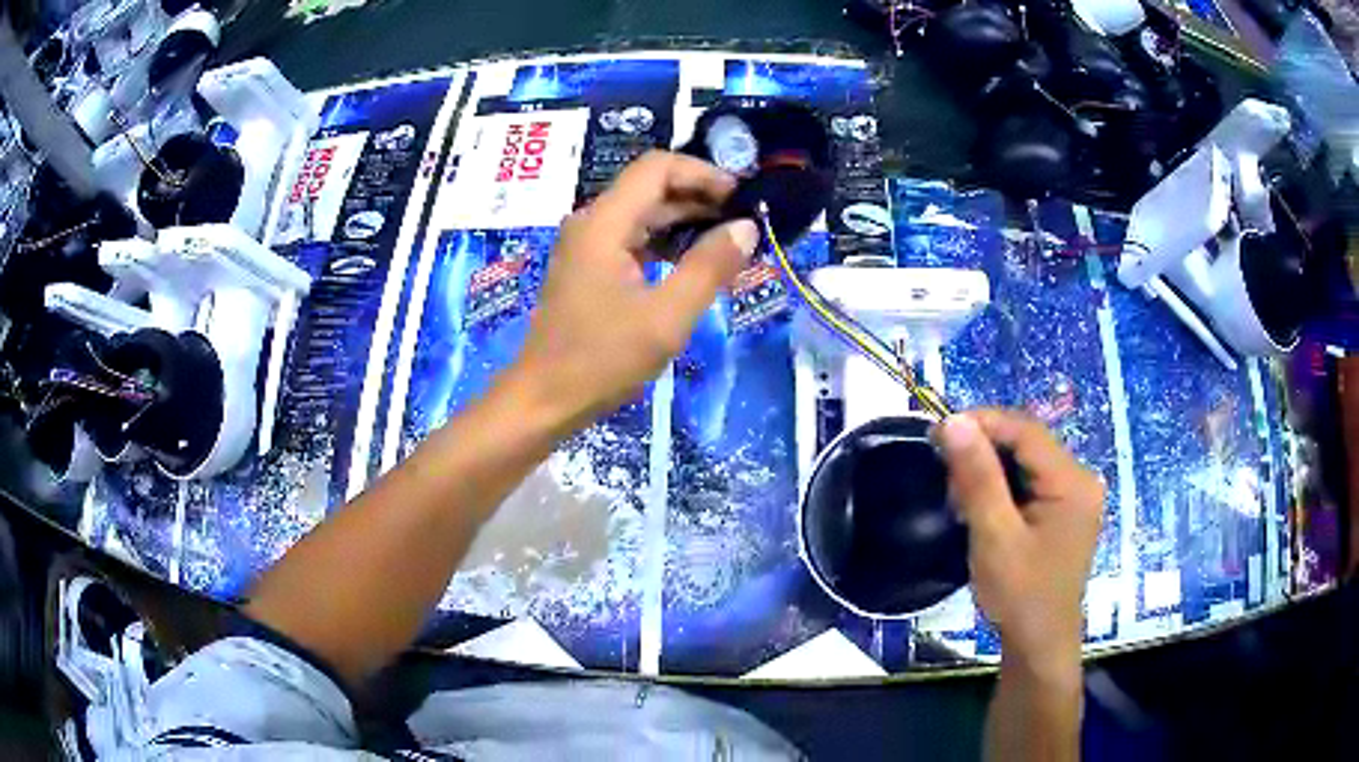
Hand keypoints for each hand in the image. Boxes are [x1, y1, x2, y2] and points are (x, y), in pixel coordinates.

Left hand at [503, 151, 758, 435]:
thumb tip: (746, 227)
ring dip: (686, 220)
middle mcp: (592, 223)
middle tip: (746, 221)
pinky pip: (633, 239)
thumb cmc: (601, 361)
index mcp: (604, 223)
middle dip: (700, 196)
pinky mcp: (588, 268)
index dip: (703, 173)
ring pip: (643, 214)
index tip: (742, 196)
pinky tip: (696, 263)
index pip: (657, 168)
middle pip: (651, 187)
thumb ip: (709, 267)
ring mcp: (587, 245)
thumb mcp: (666, 318)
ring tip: (731, 241)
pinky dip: (667, 243)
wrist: (543, 400)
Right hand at [936, 409, 1103, 674]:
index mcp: (1072, 482)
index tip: (939, 433)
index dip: (983, 423)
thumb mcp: (995, 536)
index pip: (1026, 431)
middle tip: (946, 474)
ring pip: (1026, 463)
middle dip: (984, 451)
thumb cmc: (1020, 596)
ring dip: (990, 471)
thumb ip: (978, 478)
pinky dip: (1002, 488)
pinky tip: (980, 509)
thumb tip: (954, 421)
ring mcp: (1074, 497)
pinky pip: (1030, 483)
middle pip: (1028, 444)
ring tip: (958, 497)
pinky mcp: (1064, 513)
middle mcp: (1080, 480)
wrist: (1038, 646)